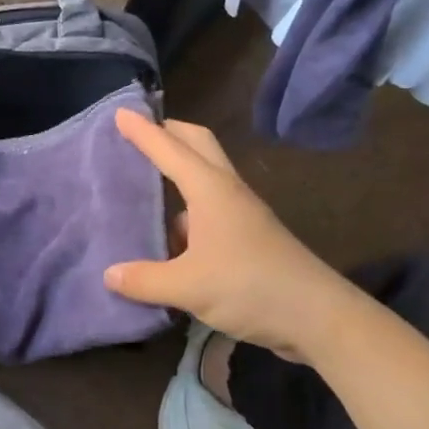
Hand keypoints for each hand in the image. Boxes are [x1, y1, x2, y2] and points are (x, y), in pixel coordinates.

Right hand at [103, 111, 353, 362]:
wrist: (318, 316)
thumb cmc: (250, 287)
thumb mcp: (188, 287)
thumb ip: (144, 280)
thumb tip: (110, 275)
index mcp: (210, 189)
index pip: (168, 148)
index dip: (142, 130)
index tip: (120, 112)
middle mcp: (226, 191)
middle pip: (198, 144)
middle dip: (169, 133)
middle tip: (139, 133)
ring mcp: (241, 213)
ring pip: (205, 176)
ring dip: (178, 170)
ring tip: (144, 184)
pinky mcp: (249, 236)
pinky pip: (209, 208)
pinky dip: (186, 210)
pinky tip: (168, 237)